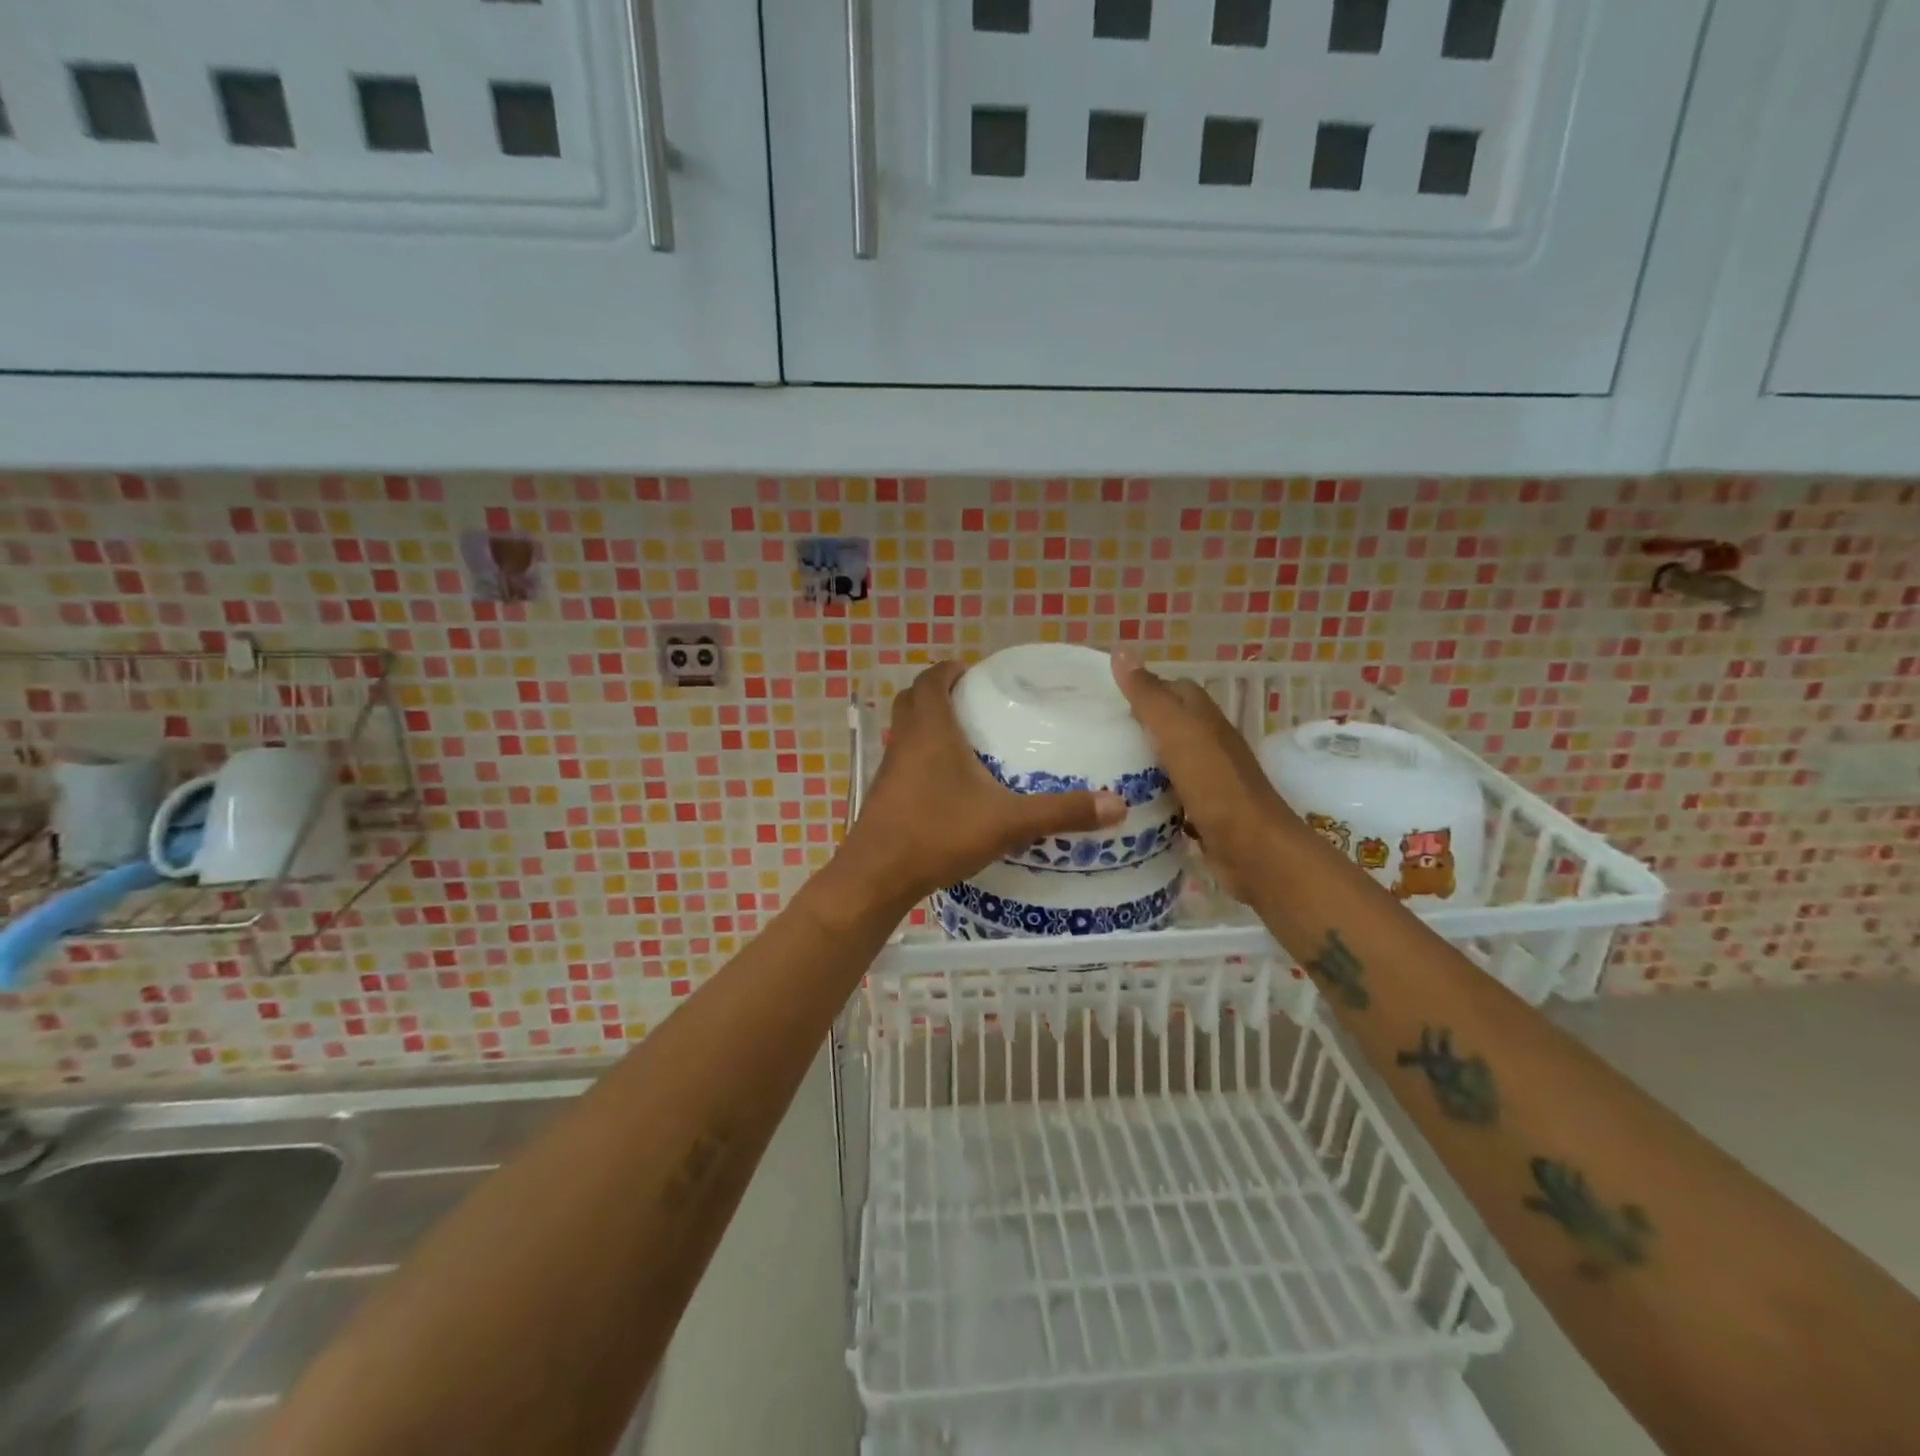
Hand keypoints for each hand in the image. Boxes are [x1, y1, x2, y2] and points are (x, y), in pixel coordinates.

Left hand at [836, 660, 1125, 908]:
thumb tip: (1118, 804)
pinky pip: (903, 758)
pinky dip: (922, 755)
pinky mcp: (884, 793)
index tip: (977, 674)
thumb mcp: (1007, 822)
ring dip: (928, 723)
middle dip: (940, 692)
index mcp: (931, 729)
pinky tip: (949, 783)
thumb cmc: (938, 834)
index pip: (932, 679)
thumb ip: (1061, 811)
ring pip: (906, 729)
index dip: (951, 670)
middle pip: (914, 698)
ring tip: (967, 739)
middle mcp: (906, 740)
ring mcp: (890, 767)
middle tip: (974, 702)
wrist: (877, 876)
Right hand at [1110, 653, 1296, 900]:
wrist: (1254, 850)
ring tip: (1096, 768)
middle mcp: (1208, 744)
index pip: (1170, 689)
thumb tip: (1121, 651)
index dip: (1139, 688)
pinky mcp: (1202, 812)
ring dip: (1139, 762)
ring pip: (1166, 761)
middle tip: (1091, 736)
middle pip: (1167, 725)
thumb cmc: (1215, 786)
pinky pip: (1168, 795)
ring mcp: (1207, 779)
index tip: (1101, 700)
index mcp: (1204, 718)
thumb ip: (1149, 696)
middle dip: (1133, 726)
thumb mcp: (1177, 733)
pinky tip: (1122, 803)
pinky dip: (1148, 795)